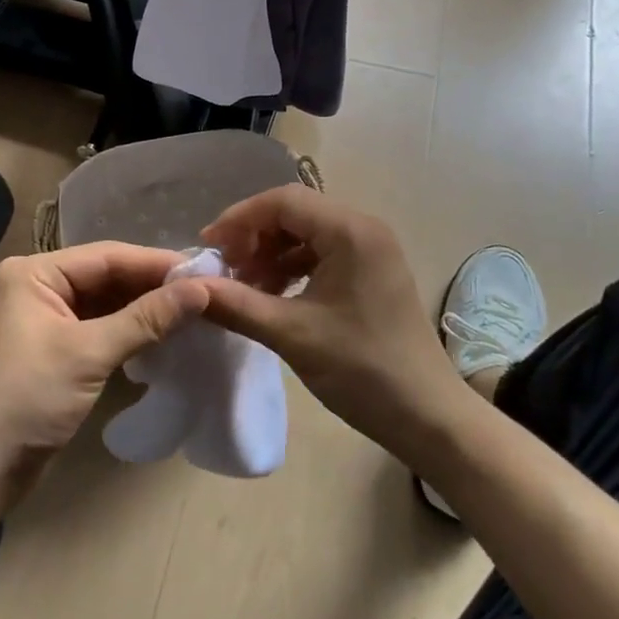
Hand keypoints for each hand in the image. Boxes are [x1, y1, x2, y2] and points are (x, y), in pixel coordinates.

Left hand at [0, 244, 211, 501]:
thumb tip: (201, 290)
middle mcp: (38, 285)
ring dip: (145, 307)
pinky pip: (100, 324)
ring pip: (106, 301)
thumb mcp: (89, 354)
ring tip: (193, 307)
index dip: (155, 263)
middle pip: (106, 275)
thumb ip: (146, 319)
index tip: (202, 269)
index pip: (106, 256)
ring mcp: (46, 316)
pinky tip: (164, 330)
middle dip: (152, 284)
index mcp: (34, 272)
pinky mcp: (55, 345)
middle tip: (204, 288)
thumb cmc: (28, 399)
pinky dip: (130, 328)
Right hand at [199, 186, 468, 462]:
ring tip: (244, 287)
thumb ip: (236, 304)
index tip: (208, 248)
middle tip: (225, 270)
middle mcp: (363, 228)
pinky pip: (322, 253)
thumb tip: (189, 287)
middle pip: (293, 212)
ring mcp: (371, 250)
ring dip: (270, 253)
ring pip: (306, 233)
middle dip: (253, 236)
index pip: (282, 201)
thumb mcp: (291, 335)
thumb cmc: (362, 370)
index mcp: (349, 231)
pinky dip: (292, 268)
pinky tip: (272, 296)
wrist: (429, 417)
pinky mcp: (372, 272)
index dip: (239, 219)